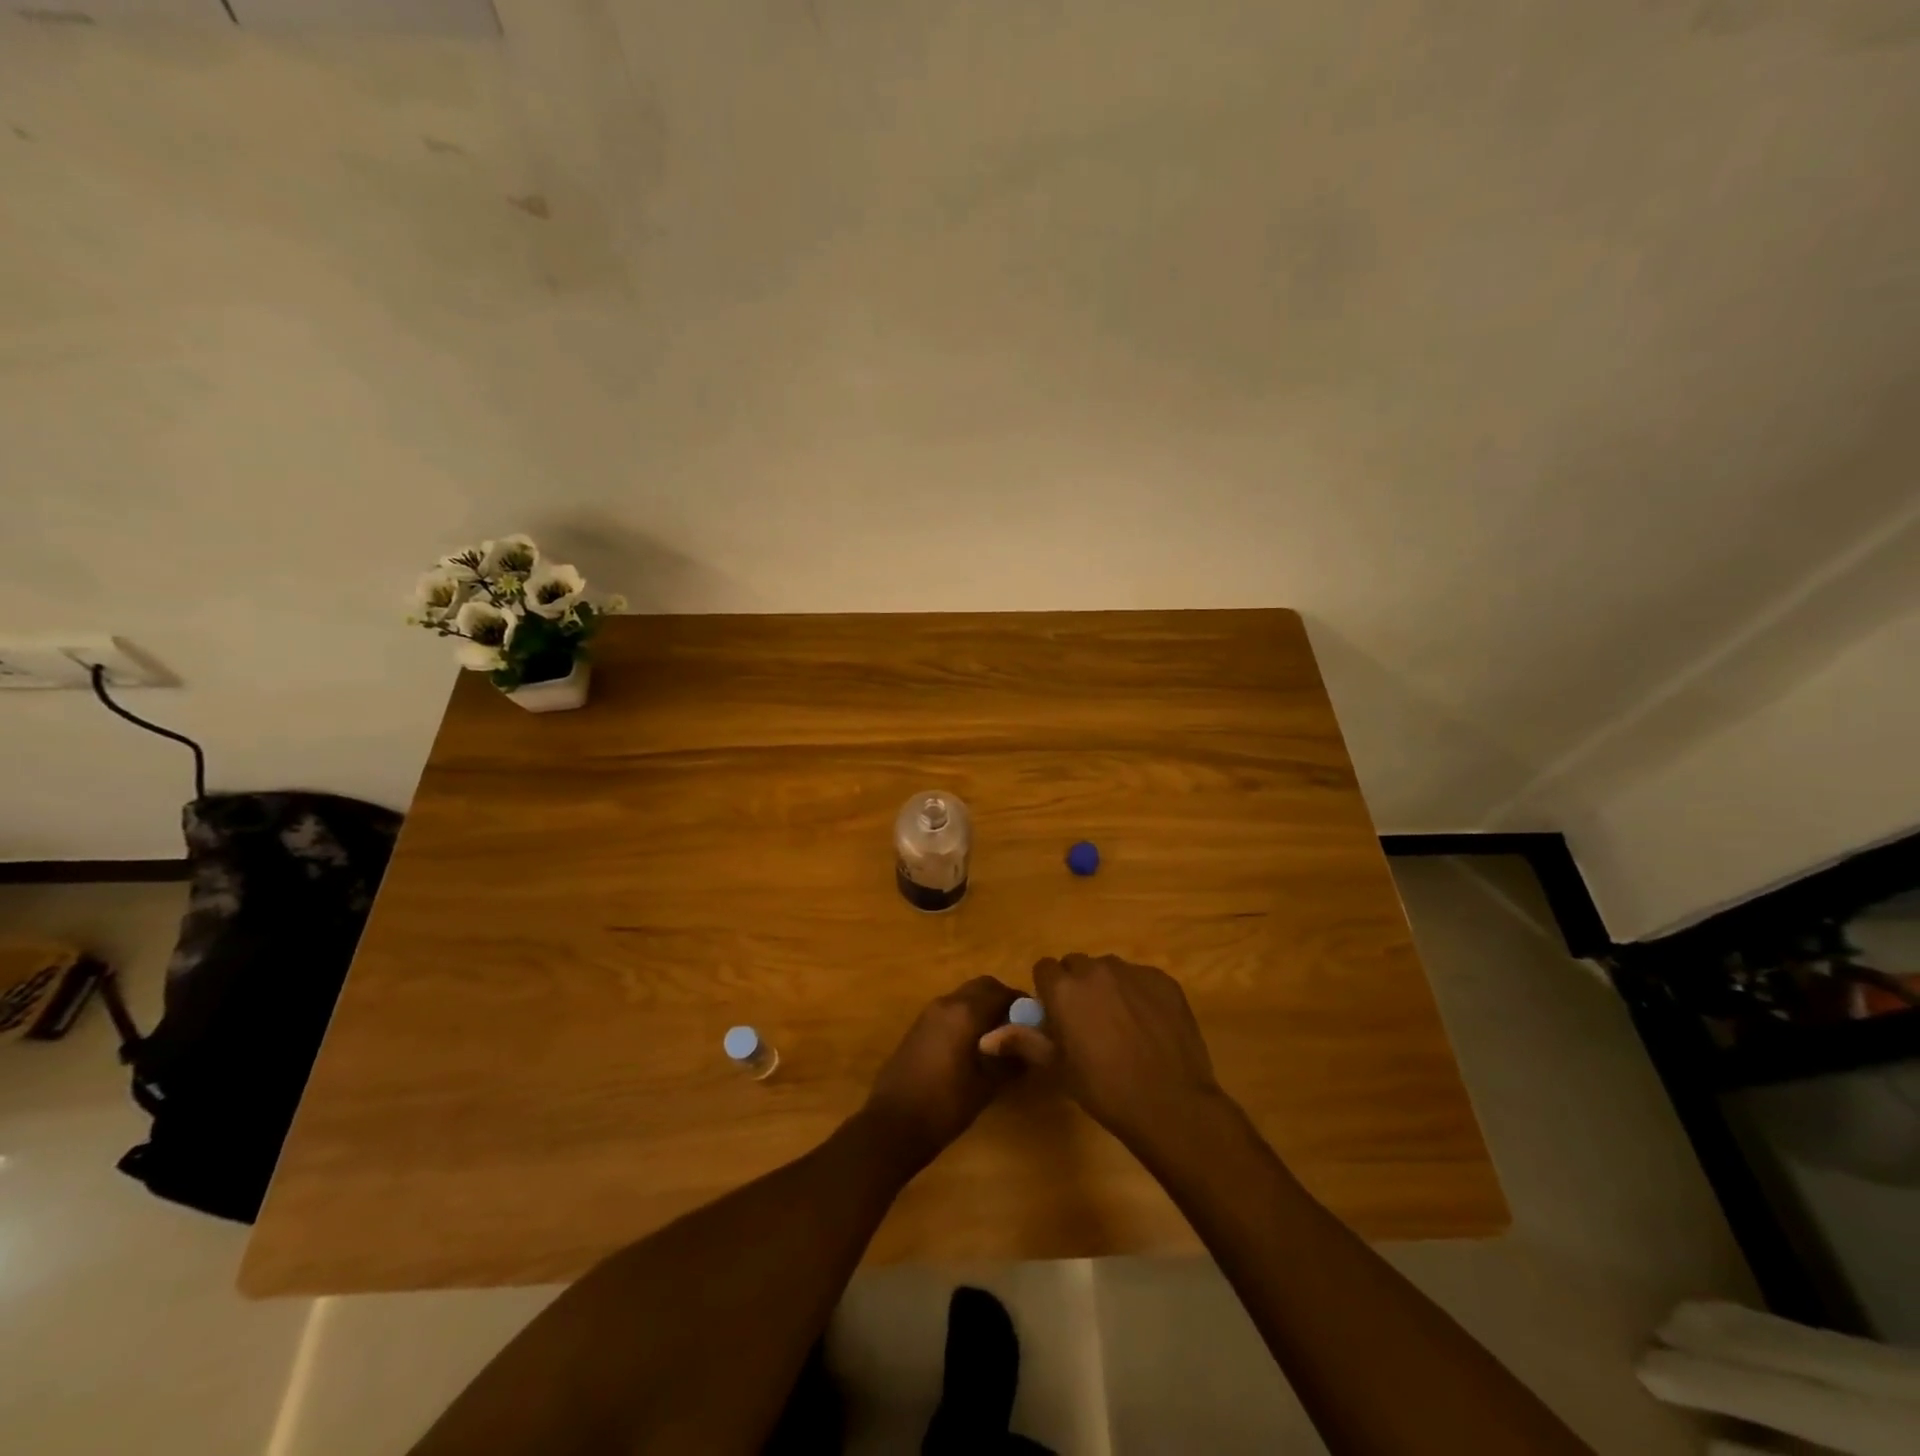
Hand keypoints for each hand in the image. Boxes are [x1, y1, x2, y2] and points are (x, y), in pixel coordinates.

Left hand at [860, 976, 1020, 1172]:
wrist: (893, 1124)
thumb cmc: (945, 1105)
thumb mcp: (987, 1086)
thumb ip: (1011, 1061)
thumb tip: (1032, 1048)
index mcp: (965, 1012)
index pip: (1002, 992)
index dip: (1022, 1003)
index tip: (1035, 1022)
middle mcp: (946, 1004)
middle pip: (982, 987)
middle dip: (1002, 1000)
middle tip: (1017, 1028)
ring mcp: (928, 1014)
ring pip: (963, 997)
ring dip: (982, 1008)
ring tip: (997, 1041)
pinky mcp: (917, 1028)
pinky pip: (949, 1011)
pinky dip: (965, 1018)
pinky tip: (971, 1048)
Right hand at [980, 953, 1224, 1150]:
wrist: (1169, 1102)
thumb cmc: (1104, 1088)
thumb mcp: (1057, 1069)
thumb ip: (1022, 1042)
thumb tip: (985, 1039)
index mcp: (1064, 988)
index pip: (1044, 968)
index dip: (1048, 991)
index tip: (1056, 1017)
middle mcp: (1096, 969)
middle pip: (1077, 965)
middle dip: (1076, 986)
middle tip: (1086, 1022)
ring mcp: (1133, 972)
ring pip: (1110, 969)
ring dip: (1107, 987)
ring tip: (1120, 1024)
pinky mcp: (1163, 980)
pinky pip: (1141, 978)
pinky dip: (1139, 994)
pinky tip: (1148, 1026)